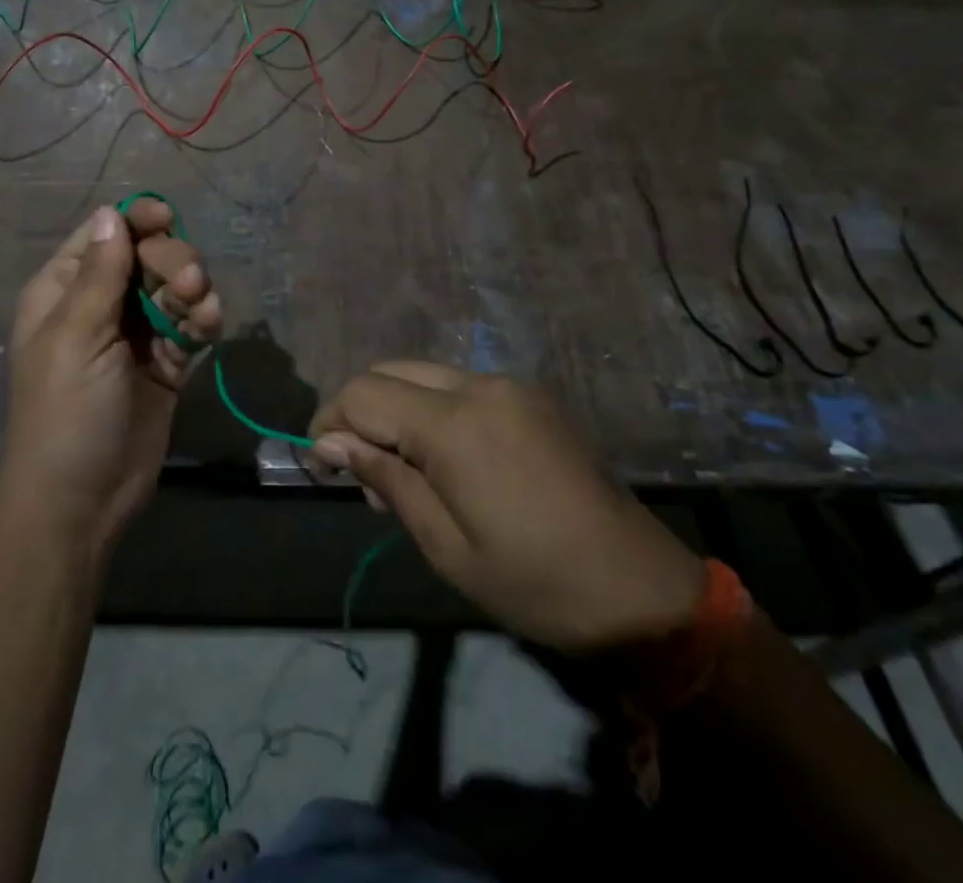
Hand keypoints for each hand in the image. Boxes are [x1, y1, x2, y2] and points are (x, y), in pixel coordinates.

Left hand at [0, 200, 221, 560]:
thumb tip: (109, 212)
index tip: (168, 218)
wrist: (82, 501)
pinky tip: (208, 326)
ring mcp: (134, 334)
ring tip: (201, 309)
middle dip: (171, 261)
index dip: (135, 221)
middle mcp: (100, 305)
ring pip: (173, 287)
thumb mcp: (76, 337)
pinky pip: (188, 323)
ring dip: (192, 289)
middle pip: (145, 256)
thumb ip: (99, 273)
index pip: (103, 236)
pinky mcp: (165, 362)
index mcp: (64, 291)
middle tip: (188, 282)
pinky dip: (201, 318)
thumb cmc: (65, 413)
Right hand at [309, 362, 703, 651]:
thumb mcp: (446, 546)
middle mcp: (480, 386)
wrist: (643, 592)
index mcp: (455, 424)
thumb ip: (385, 480)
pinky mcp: (532, 397)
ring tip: (401, 474)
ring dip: (396, 409)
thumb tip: (331, 442)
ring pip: (424, 374)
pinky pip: (460, 386)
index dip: (329, 421)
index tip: (320, 465)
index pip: (363, 393)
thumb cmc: (535, 583)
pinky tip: (445, 461)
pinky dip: (432, 410)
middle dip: (359, 410)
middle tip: (359, 473)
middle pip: (390, 370)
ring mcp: (510, 386)